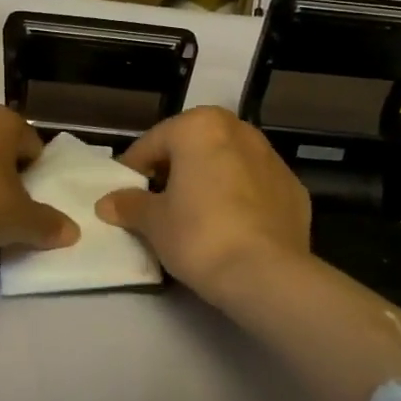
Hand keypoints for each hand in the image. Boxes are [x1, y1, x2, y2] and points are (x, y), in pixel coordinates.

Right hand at [95, 107, 310, 305]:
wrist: (267, 274)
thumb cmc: (199, 235)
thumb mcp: (154, 222)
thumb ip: (130, 205)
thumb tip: (107, 203)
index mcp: (200, 126)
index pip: (153, 143)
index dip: (133, 170)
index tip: (123, 196)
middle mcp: (239, 130)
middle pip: (193, 147)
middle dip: (174, 171)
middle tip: (157, 205)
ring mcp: (272, 158)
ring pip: (227, 163)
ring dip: (208, 181)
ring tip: (194, 217)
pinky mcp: (293, 188)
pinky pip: (254, 186)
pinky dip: (239, 198)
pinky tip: (231, 228)